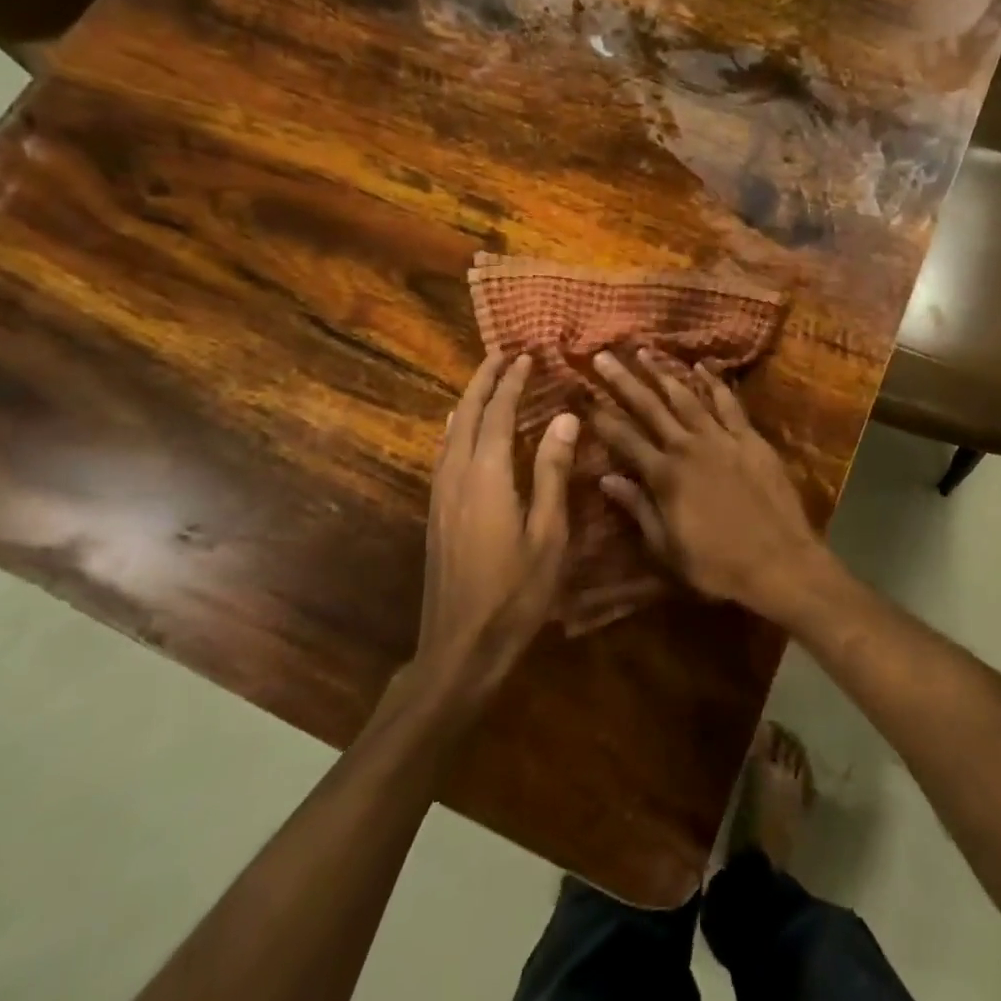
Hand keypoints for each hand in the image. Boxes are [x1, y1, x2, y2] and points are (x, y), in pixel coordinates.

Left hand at [411, 352, 576, 700]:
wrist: (460, 645)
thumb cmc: (516, 591)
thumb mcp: (548, 532)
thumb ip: (552, 471)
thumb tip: (563, 418)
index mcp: (486, 475)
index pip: (497, 414)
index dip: (511, 383)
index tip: (525, 356)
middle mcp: (456, 475)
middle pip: (465, 414)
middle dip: (483, 381)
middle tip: (501, 355)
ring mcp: (441, 494)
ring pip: (450, 431)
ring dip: (468, 401)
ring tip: (487, 381)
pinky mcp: (436, 511)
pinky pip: (445, 451)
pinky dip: (458, 427)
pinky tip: (462, 429)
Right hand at [588, 350, 830, 624]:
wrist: (779, 562)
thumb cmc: (717, 565)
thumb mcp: (667, 548)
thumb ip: (638, 508)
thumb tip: (606, 478)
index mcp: (665, 476)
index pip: (625, 439)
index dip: (601, 417)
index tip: (583, 396)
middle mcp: (688, 448)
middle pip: (650, 408)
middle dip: (624, 381)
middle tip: (602, 357)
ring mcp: (722, 439)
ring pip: (687, 397)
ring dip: (663, 373)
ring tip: (643, 352)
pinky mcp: (750, 438)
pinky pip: (729, 403)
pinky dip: (714, 383)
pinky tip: (702, 367)